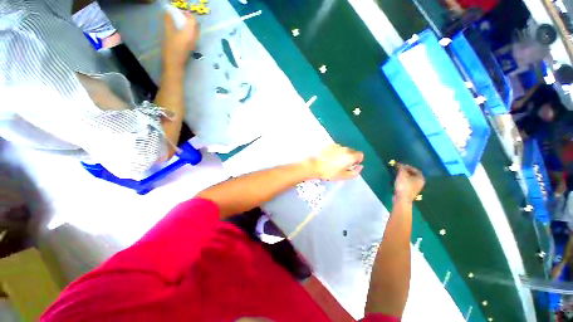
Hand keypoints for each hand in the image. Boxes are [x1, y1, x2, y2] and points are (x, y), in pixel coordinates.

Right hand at [163, 12, 199, 71]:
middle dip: (189, 19)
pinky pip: (193, 36)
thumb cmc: (171, 48)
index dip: (187, 14)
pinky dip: (188, 31)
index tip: (179, 12)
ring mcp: (194, 43)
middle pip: (195, 25)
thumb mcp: (168, 32)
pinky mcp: (191, 47)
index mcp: (191, 33)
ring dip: (189, 26)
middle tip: (180, 17)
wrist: (174, 63)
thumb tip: (168, 11)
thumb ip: (169, 21)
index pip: (193, 20)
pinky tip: (181, 32)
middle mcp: (195, 38)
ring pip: (195, 31)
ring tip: (179, 23)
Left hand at [310, 144, 363, 179]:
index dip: (357, 160)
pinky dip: (334, 152)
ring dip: (341, 154)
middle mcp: (344, 149)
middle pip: (352, 152)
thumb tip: (360, 167)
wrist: (315, 166)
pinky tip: (329, 158)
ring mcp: (336, 146)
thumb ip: (355, 172)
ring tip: (334, 162)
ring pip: (343, 150)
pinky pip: (335, 148)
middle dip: (349, 157)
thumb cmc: (329, 172)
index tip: (352, 164)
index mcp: (350, 156)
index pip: (360, 155)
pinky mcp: (329, 145)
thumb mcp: (344, 176)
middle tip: (342, 165)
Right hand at [394, 164, 424, 202]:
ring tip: (397, 174)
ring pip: (410, 179)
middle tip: (398, 169)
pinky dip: (403, 180)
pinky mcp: (410, 191)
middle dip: (405, 171)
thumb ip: (401, 167)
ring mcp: (415, 188)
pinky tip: (398, 180)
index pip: (415, 169)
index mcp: (420, 178)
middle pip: (413, 174)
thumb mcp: (402, 174)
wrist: (402, 198)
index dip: (408, 166)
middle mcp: (420, 183)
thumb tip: (399, 163)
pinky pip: (407, 183)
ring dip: (404, 176)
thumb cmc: (404, 185)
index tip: (400, 165)